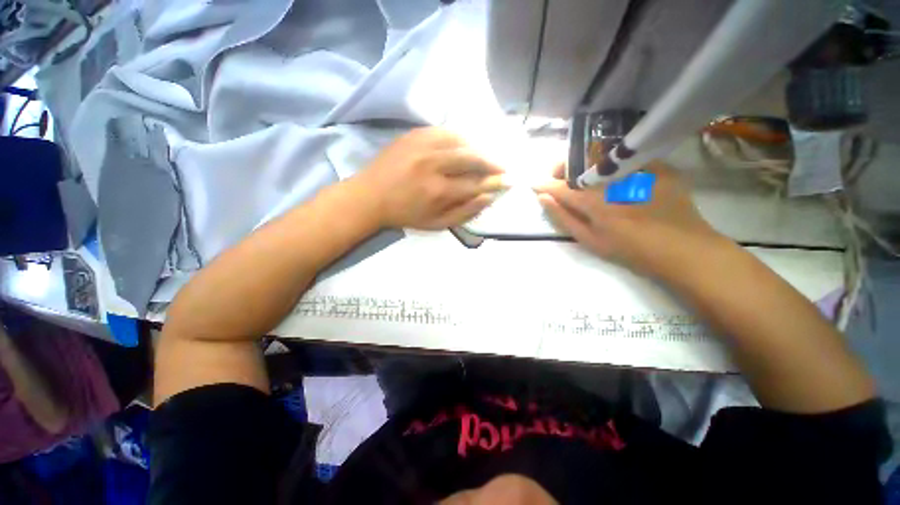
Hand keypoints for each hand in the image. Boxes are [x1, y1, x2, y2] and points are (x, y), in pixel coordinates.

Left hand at [355, 128, 506, 229]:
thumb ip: (464, 213)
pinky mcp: (414, 134)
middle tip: (502, 167)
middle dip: (492, 162)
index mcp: (438, 190)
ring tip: (486, 156)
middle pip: (472, 157)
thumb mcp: (435, 224)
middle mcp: (433, 164)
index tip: (507, 181)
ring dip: (478, 148)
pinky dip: (460, 137)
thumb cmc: (404, 214)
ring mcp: (422, 145)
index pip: (476, 184)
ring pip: (461, 140)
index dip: (494, 183)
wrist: (370, 196)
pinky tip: (465, 144)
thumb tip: (488, 197)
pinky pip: (444, 131)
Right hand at [534, 162, 726, 277]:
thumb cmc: (631, 251)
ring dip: (583, 162)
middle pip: (579, 161)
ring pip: (600, 154)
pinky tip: (612, 174)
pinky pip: (626, 157)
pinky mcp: (658, 166)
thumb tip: (543, 199)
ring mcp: (638, 169)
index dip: (544, 184)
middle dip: (562, 166)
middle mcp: (613, 180)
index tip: (534, 184)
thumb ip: (564, 218)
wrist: (684, 249)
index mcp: (595, 202)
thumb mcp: (590, 241)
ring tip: (581, 175)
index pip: (560, 187)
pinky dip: (611, 162)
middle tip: (558, 177)